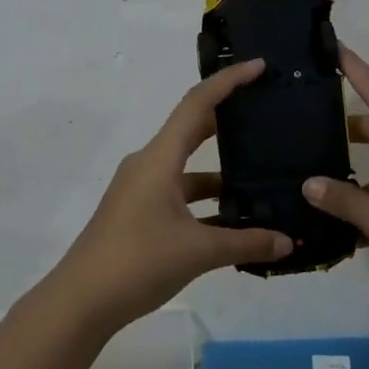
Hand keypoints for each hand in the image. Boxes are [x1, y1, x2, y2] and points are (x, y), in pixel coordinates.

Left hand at [46, 60, 292, 332]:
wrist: (80, 302)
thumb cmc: (137, 262)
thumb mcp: (198, 251)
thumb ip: (246, 243)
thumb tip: (288, 243)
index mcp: (159, 159)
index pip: (197, 104)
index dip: (228, 82)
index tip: (259, 66)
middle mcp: (148, 165)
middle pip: (193, 130)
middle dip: (229, 121)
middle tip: (268, 115)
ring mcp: (141, 191)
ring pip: (189, 170)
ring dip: (222, 174)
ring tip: (265, 177)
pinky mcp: (139, 214)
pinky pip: (181, 196)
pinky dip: (207, 202)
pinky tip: (237, 220)